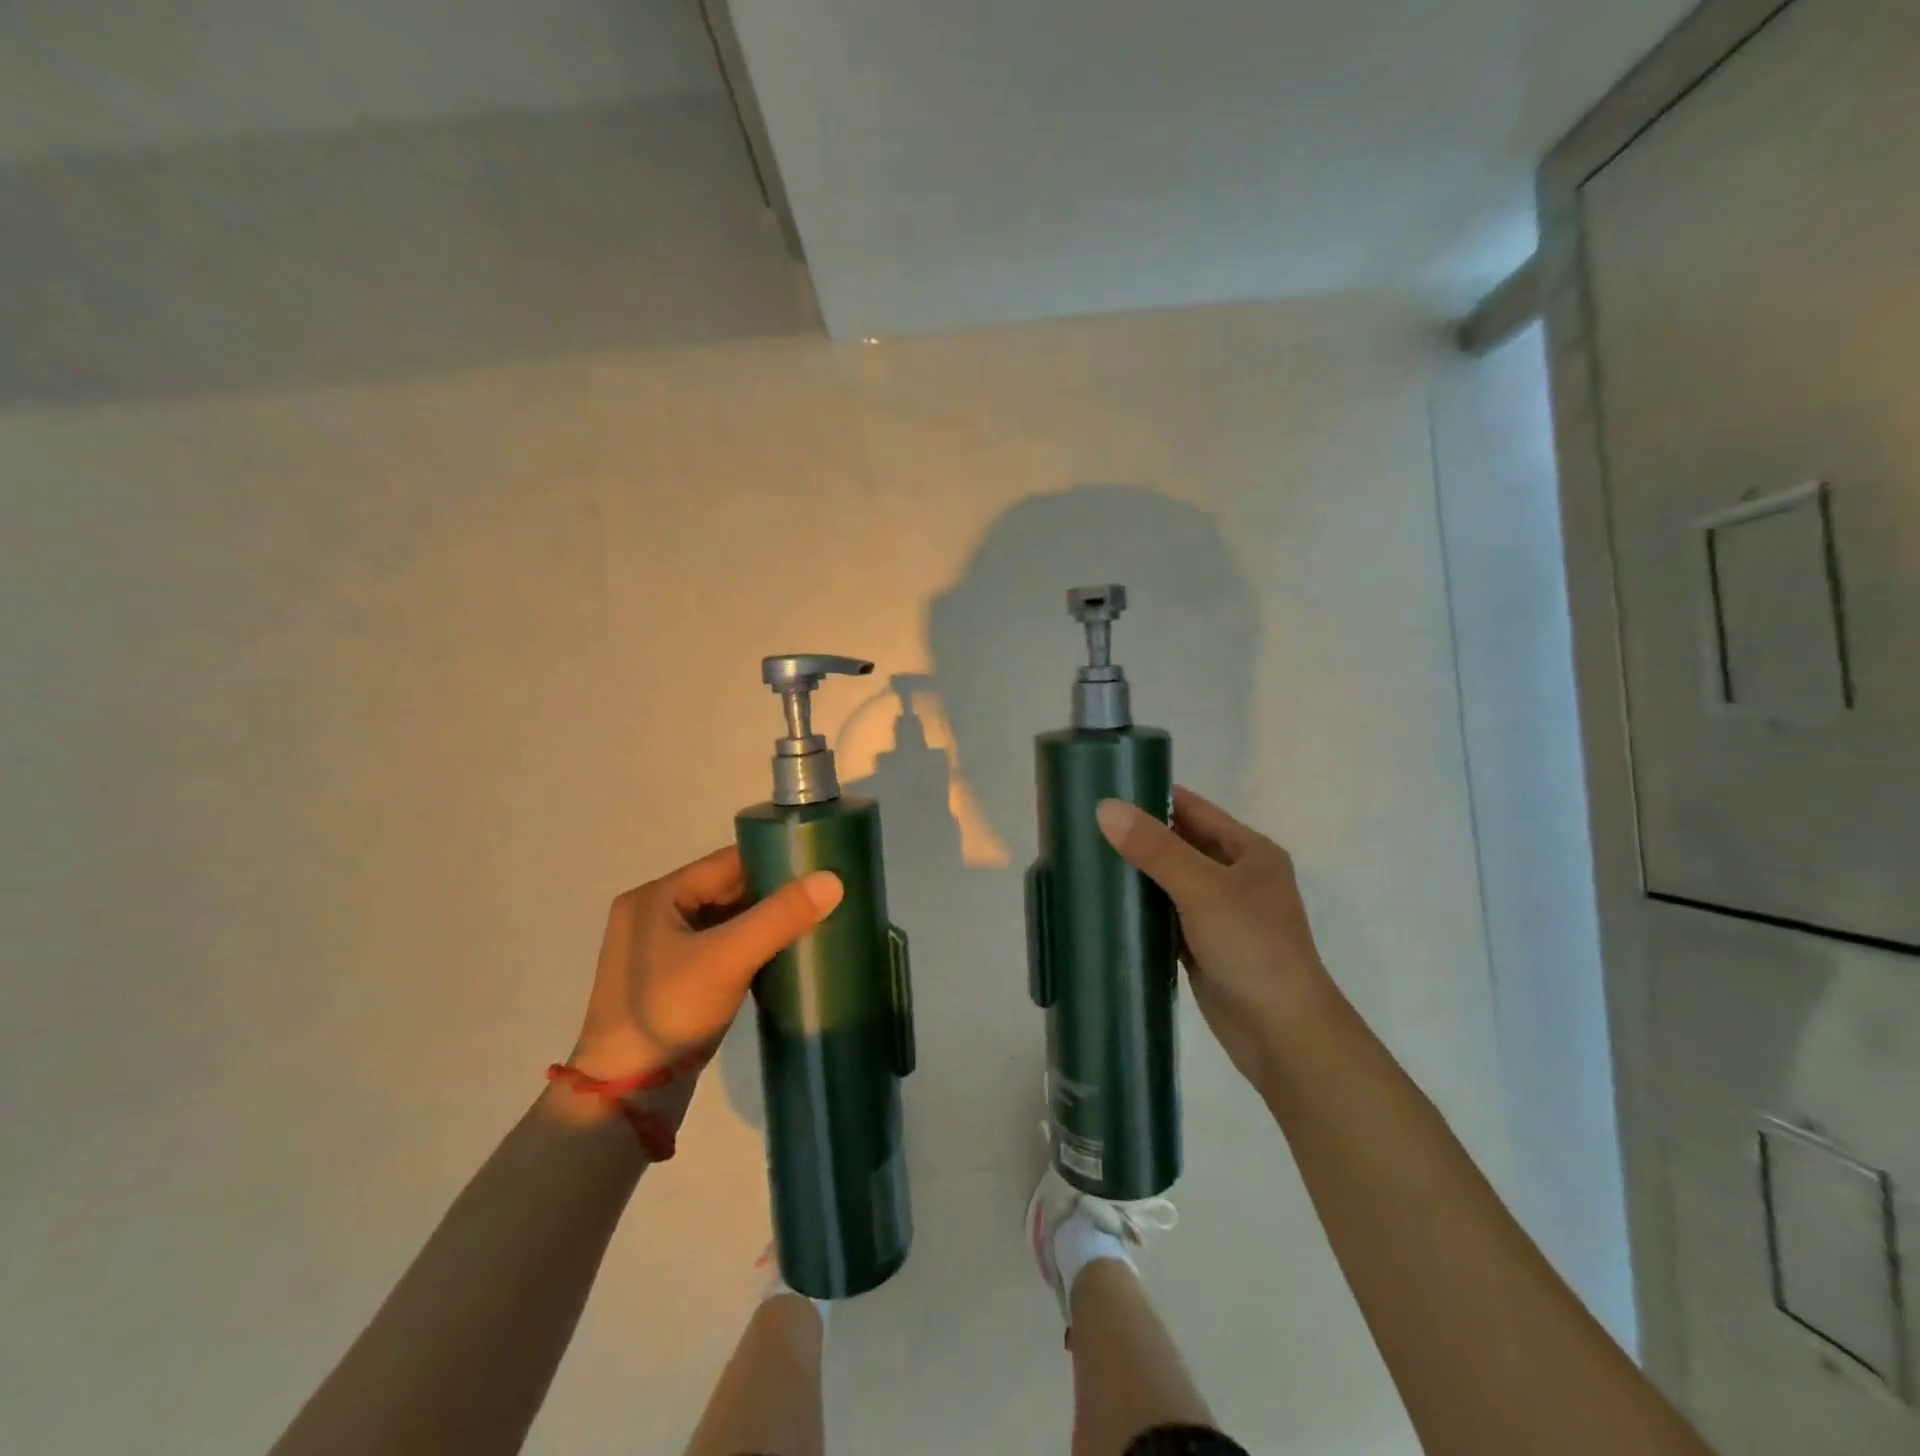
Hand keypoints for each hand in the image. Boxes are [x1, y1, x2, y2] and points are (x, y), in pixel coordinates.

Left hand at [568, 847, 842, 1103]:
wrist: (626, 1097)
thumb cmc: (669, 1012)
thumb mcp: (727, 959)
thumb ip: (780, 916)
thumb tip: (834, 879)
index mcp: (656, 896)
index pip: (727, 863)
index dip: (774, 862)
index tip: (820, 868)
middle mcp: (655, 913)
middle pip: (727, 889)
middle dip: (772, 894)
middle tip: (823, 899)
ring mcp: (662, 949)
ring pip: (726, 920)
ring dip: (764, 923)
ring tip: (813, 923)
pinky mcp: (674, 980)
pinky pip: (721, 947)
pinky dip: (751, 948)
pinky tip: (784, 955)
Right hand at [1097, 786, 1332, 1086]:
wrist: (1283, 1034)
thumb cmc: (1253, 948)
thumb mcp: (1203, 889)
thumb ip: (1155, 848)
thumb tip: (1105, 807)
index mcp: (1249, 851)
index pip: (1193, 809)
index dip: (1152, 796)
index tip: (1104, 788)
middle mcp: (1236, 876)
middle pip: (1179, 844)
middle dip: (1137, 835)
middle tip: (1084, 825)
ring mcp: (1219, 914)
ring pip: (1169, 882)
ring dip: (1136, 873)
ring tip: (1085, 858)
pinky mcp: (1202, 946)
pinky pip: (1165, 916)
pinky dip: (1140, 910)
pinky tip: (1105, 904)